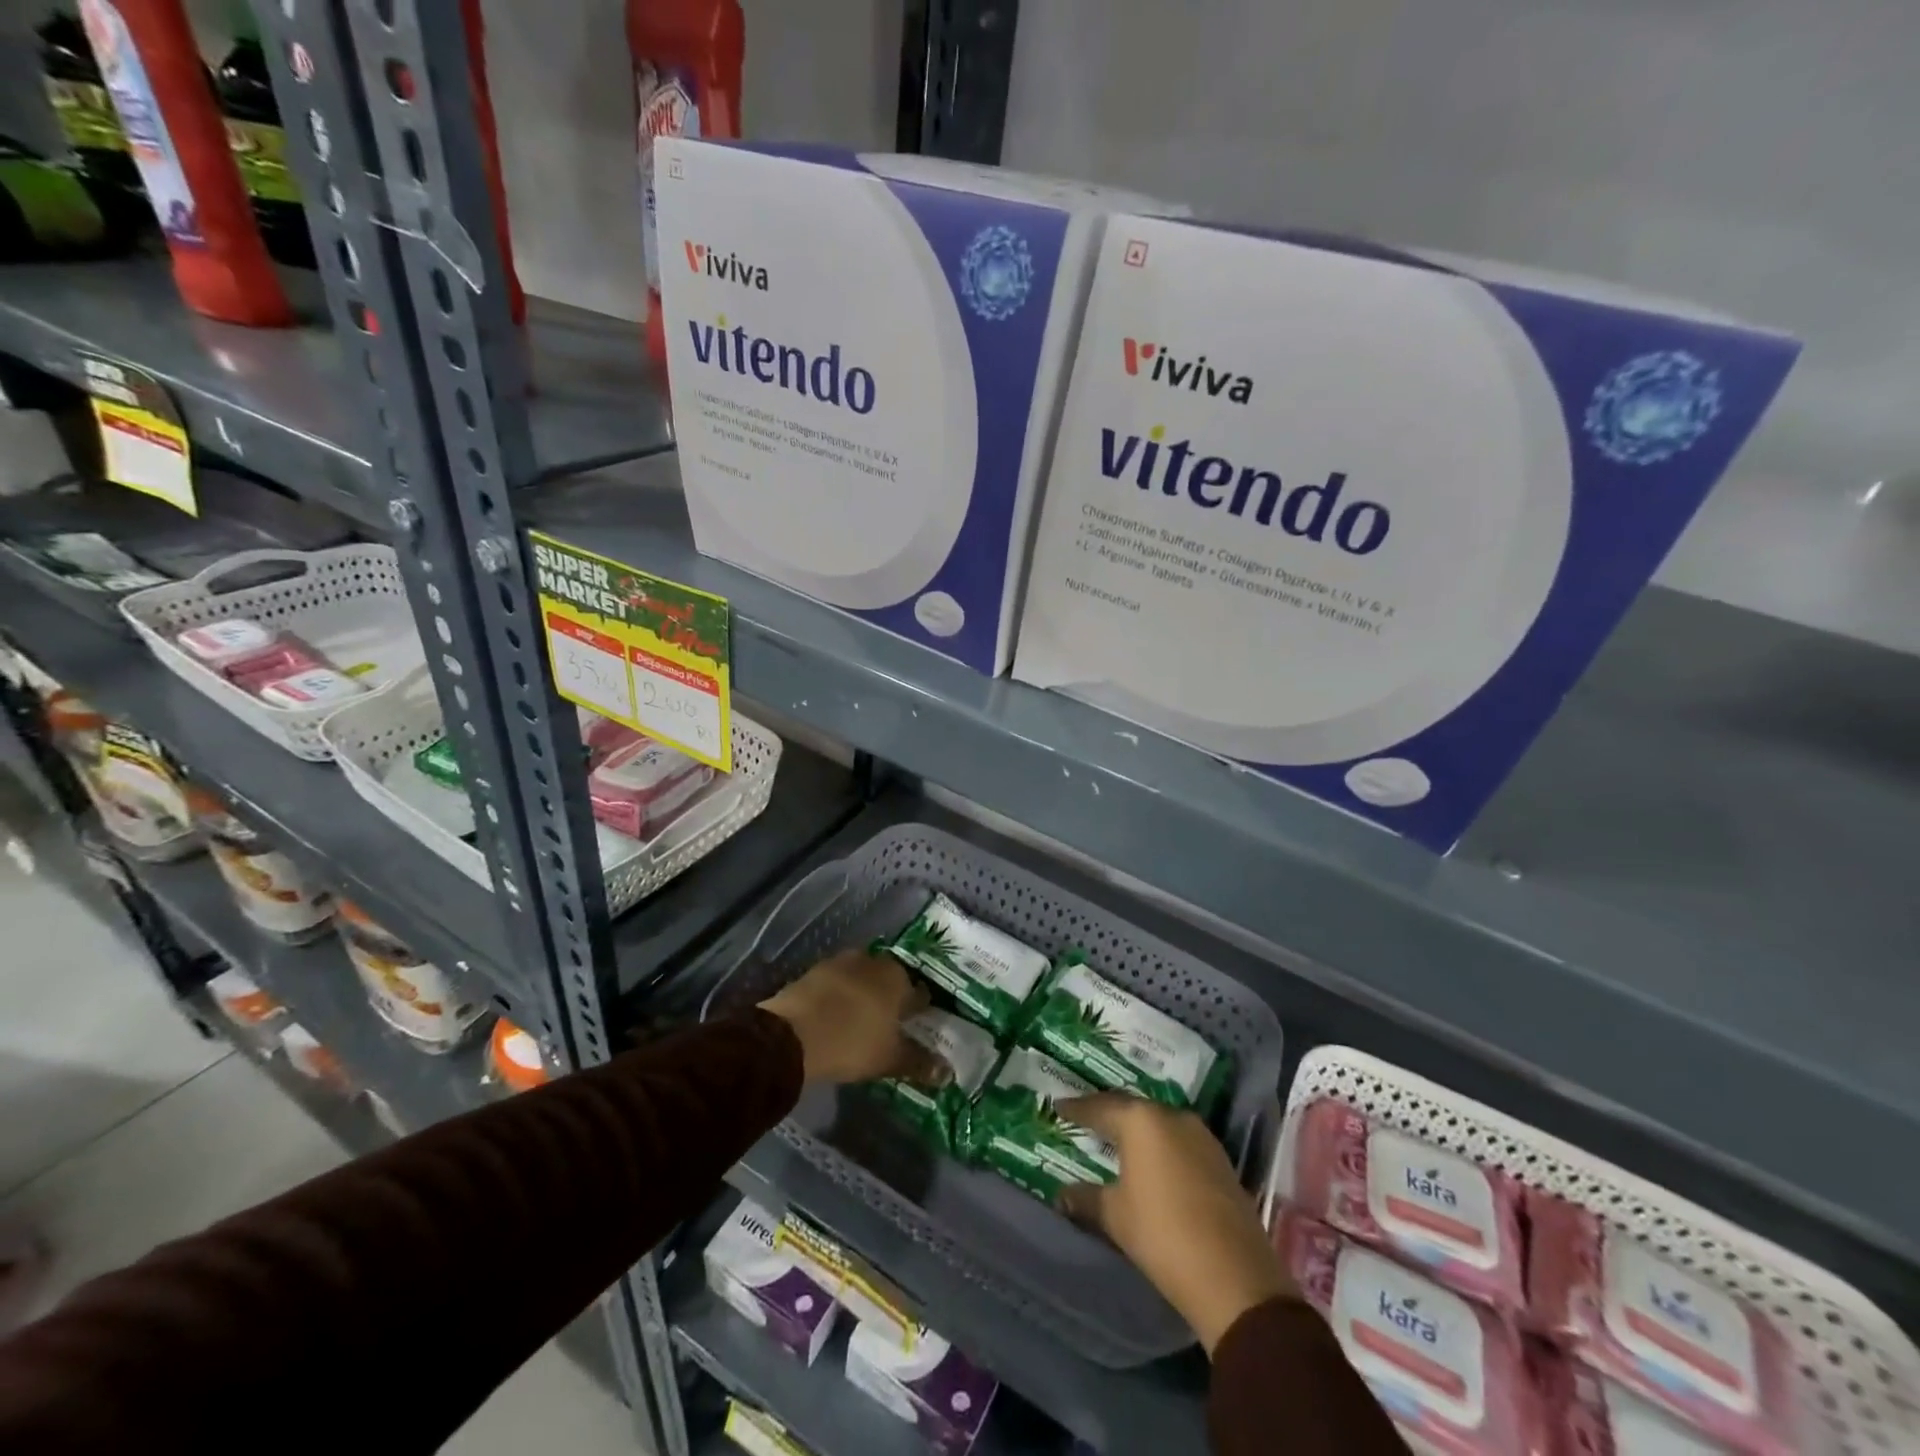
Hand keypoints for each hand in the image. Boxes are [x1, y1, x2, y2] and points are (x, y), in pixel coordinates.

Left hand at [760, 949, 943, 1085]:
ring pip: (862, 978)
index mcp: (899, 978)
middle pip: (890, 980)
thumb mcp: (890, 1059)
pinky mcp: (814, 971)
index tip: (917, 1025)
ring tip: (861, 1019)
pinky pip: (836, 983)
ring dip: (863, 993)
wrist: (792, 1034)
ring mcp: (841, 963)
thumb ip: (920, 1063)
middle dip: (891, 997)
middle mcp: (874, 961)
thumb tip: (948, 1073)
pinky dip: (840, 996)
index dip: (920, 1010)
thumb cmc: (852, 1043)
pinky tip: (835, 1015)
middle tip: (888, 1024)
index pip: (920, 993)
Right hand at [1058, 1094, 1295, 1355]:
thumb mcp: (1115, 1217)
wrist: (1235, 1278)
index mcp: (1141, 1121)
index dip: (1076, 1108)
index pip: (1100, 1106)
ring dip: (1137, 1130)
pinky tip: (1151, 1162)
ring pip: (1159, 1124)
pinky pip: (1179, 1141)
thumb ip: (1086, 1198)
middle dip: (1107, 1114)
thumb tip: (1062, 1194)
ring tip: (1116, 1139)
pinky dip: (1160, 1146)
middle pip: (1131, 1109)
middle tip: (1085, 1119)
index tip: (1058, 1107)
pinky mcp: (1220, 1160)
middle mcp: (1172, 1116)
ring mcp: (1201, 1137)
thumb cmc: (1163, 1235)